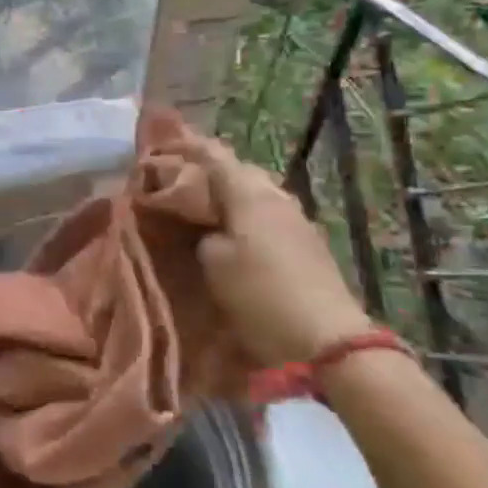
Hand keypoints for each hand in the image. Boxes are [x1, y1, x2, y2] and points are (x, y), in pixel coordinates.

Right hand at [174, 131, 373, 367]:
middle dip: (208, 171)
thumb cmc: (259, 294)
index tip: (161, 146)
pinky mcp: (308, 244)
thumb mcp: (212, 261)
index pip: (213, 155)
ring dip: (228, 195)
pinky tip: (232, 232)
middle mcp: (275, 196)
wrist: (327, 341)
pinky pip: (267, 215)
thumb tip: (202, 225)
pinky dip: (245, 215)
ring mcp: (296, 219)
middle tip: (178, 181)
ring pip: (255, 193)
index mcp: (248, 192)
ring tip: (202, 207)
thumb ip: (201, 232)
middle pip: (238, 170)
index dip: (186, 147)